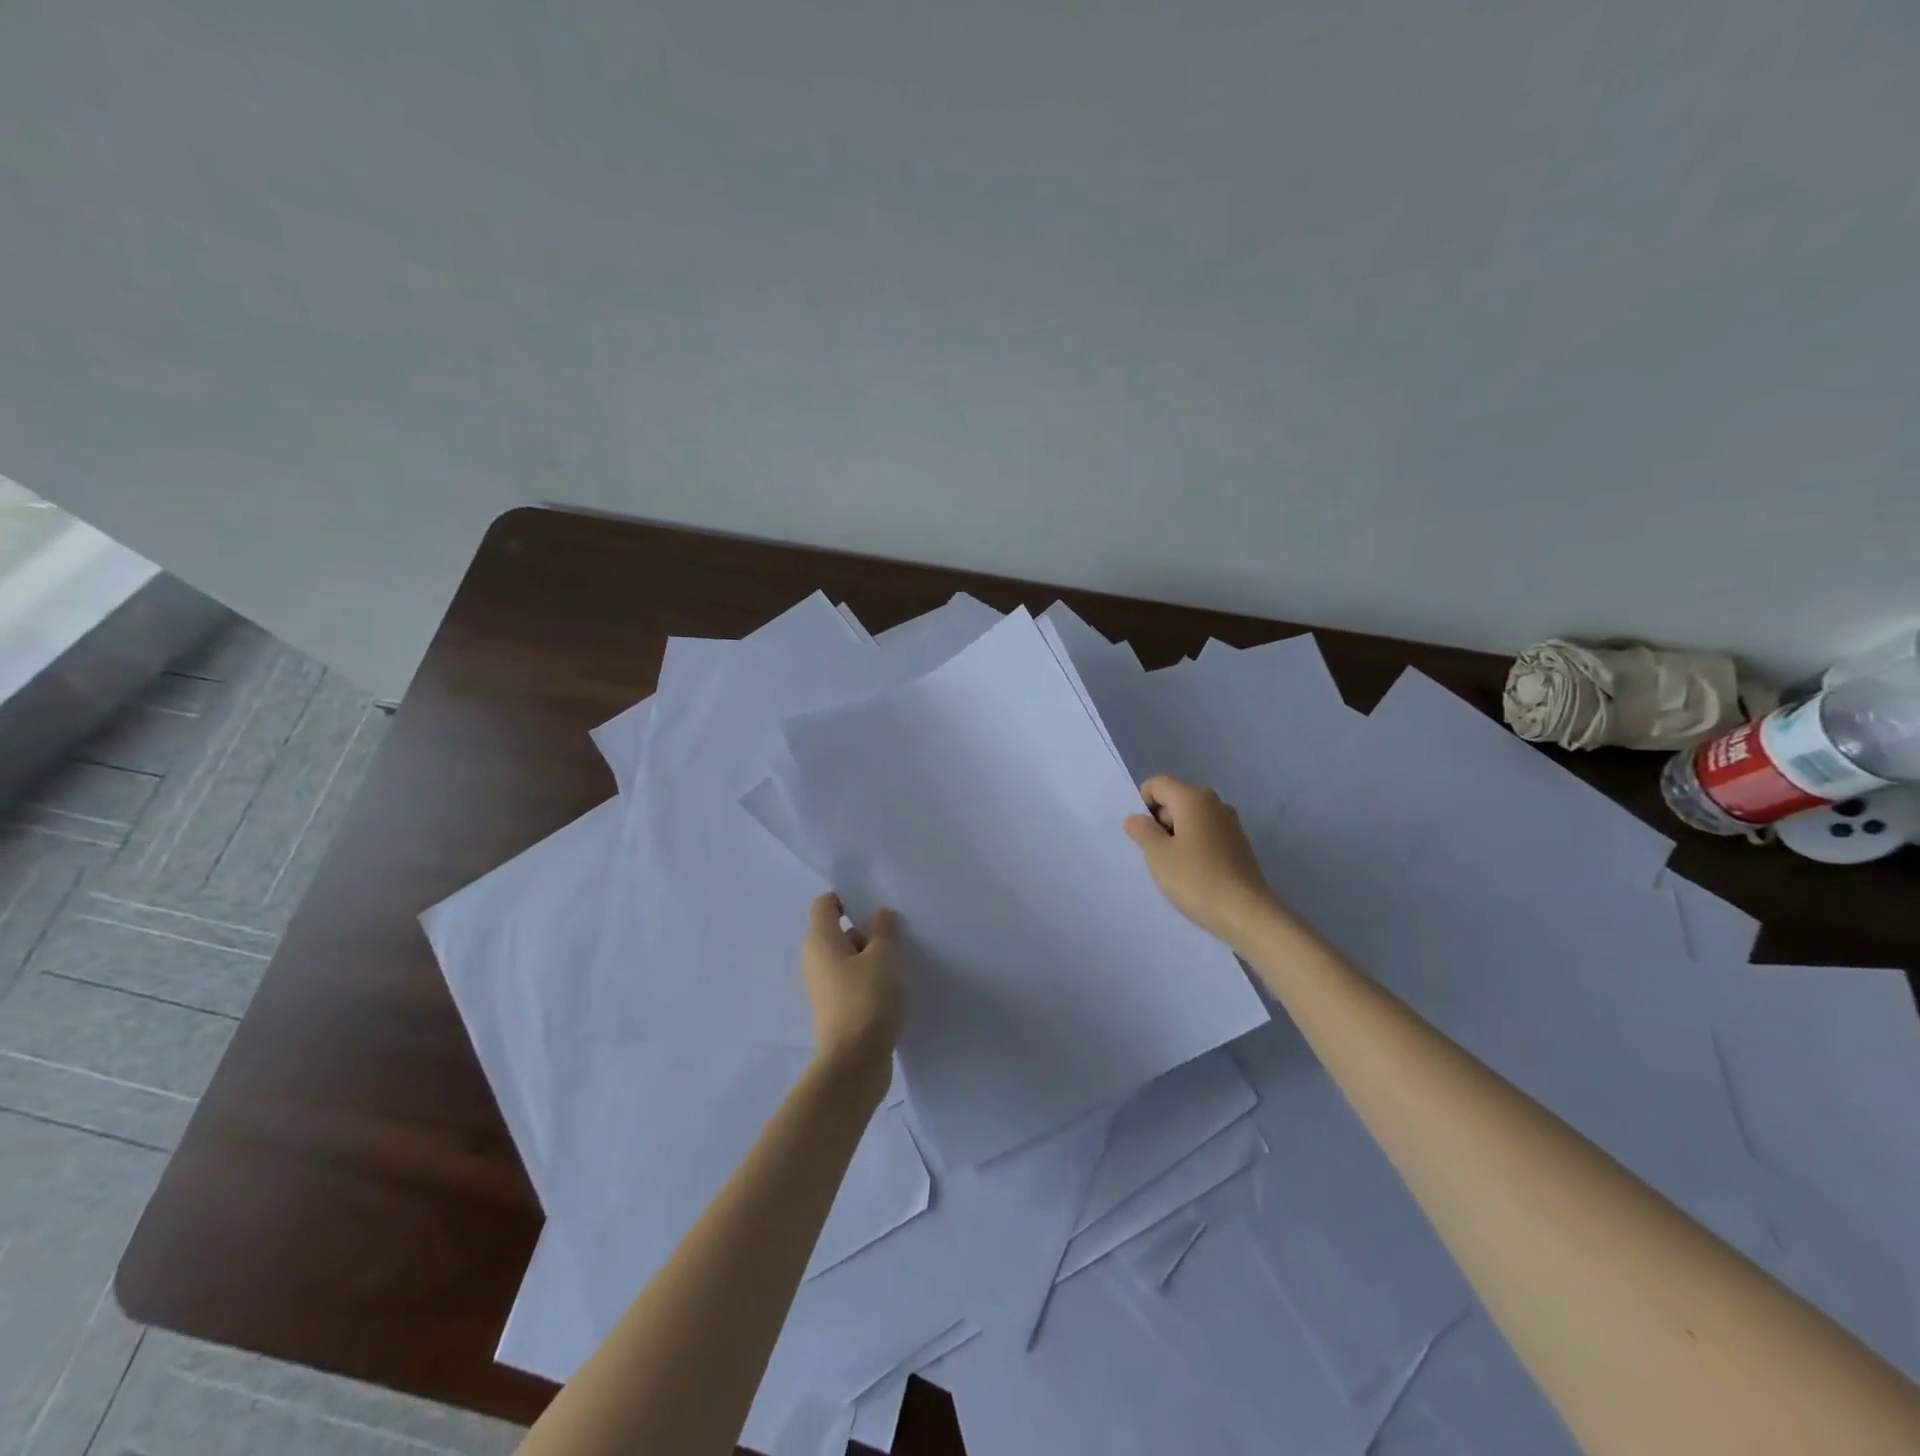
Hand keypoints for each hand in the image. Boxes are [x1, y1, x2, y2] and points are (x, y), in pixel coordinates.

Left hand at [802, 894, 904, 1095]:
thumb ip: (883, 930)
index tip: (876, 905)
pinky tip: (893, 985)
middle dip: (865, 928)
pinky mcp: (835, 1009)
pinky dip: (869, 978)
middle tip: (896, 930)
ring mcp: (823, 987)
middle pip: (837, 930)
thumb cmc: (867, 1000)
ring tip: (900, 958)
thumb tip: (878, 915)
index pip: (825, 904)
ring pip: (847, 958)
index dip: (848, 898)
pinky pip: (851, 981)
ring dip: (870, 955)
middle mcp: (815, 960)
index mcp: (820, 941)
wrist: (854, 1063)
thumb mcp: (884, 957)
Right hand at [1124, 775, 1280, 947]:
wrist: (1246, 914)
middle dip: (1159, 822)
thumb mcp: (1157, 854)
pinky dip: (1194, 847)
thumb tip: (1135, 818)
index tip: (1144, 835)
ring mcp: (1230, 824)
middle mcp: (1215, 803)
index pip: (1157, 784)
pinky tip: (1195, 874)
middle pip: (1175, 799)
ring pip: (1191, 819)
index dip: (1143, 804)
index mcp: (1194, 798)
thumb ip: (1141, 830)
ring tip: (1175, 867)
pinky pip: (1206, 834)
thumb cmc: (1196, 879)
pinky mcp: (1239, 844)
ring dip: (1176, 837)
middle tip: (1157, 854)